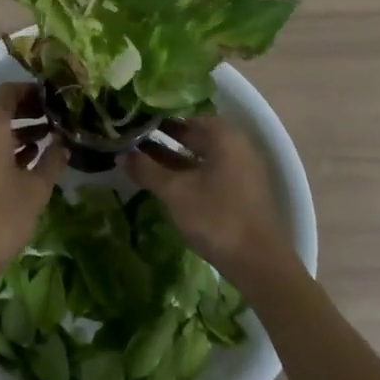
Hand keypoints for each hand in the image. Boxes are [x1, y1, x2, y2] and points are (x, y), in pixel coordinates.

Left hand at [0, 84, 63, 288]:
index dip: (31, 91)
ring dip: (15, 134)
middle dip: (27, 113)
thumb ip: (52, 162)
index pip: (8, 92)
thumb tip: (63, 145)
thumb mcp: (35, 190)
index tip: (53, 98)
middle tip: (55, 120)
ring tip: (46, 143)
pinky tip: (24, 165)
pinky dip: (1, 151)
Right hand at [124, 116, 294, 284]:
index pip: (183, 115)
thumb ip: (147, 170)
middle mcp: (234, 145)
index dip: (156, 118)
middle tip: (130, 137)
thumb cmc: (216, 217)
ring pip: (198, 155)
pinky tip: (163, 180)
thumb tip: (120, 154)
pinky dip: (185, 172)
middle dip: (162, 137)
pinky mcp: (238, 190)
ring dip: (171, 157)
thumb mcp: (175, 192)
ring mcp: (239, 169)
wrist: (259, 263)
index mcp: (223, 135)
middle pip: (192, 134)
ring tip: (139, 158)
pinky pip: (206, 171)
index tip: (132, 120)